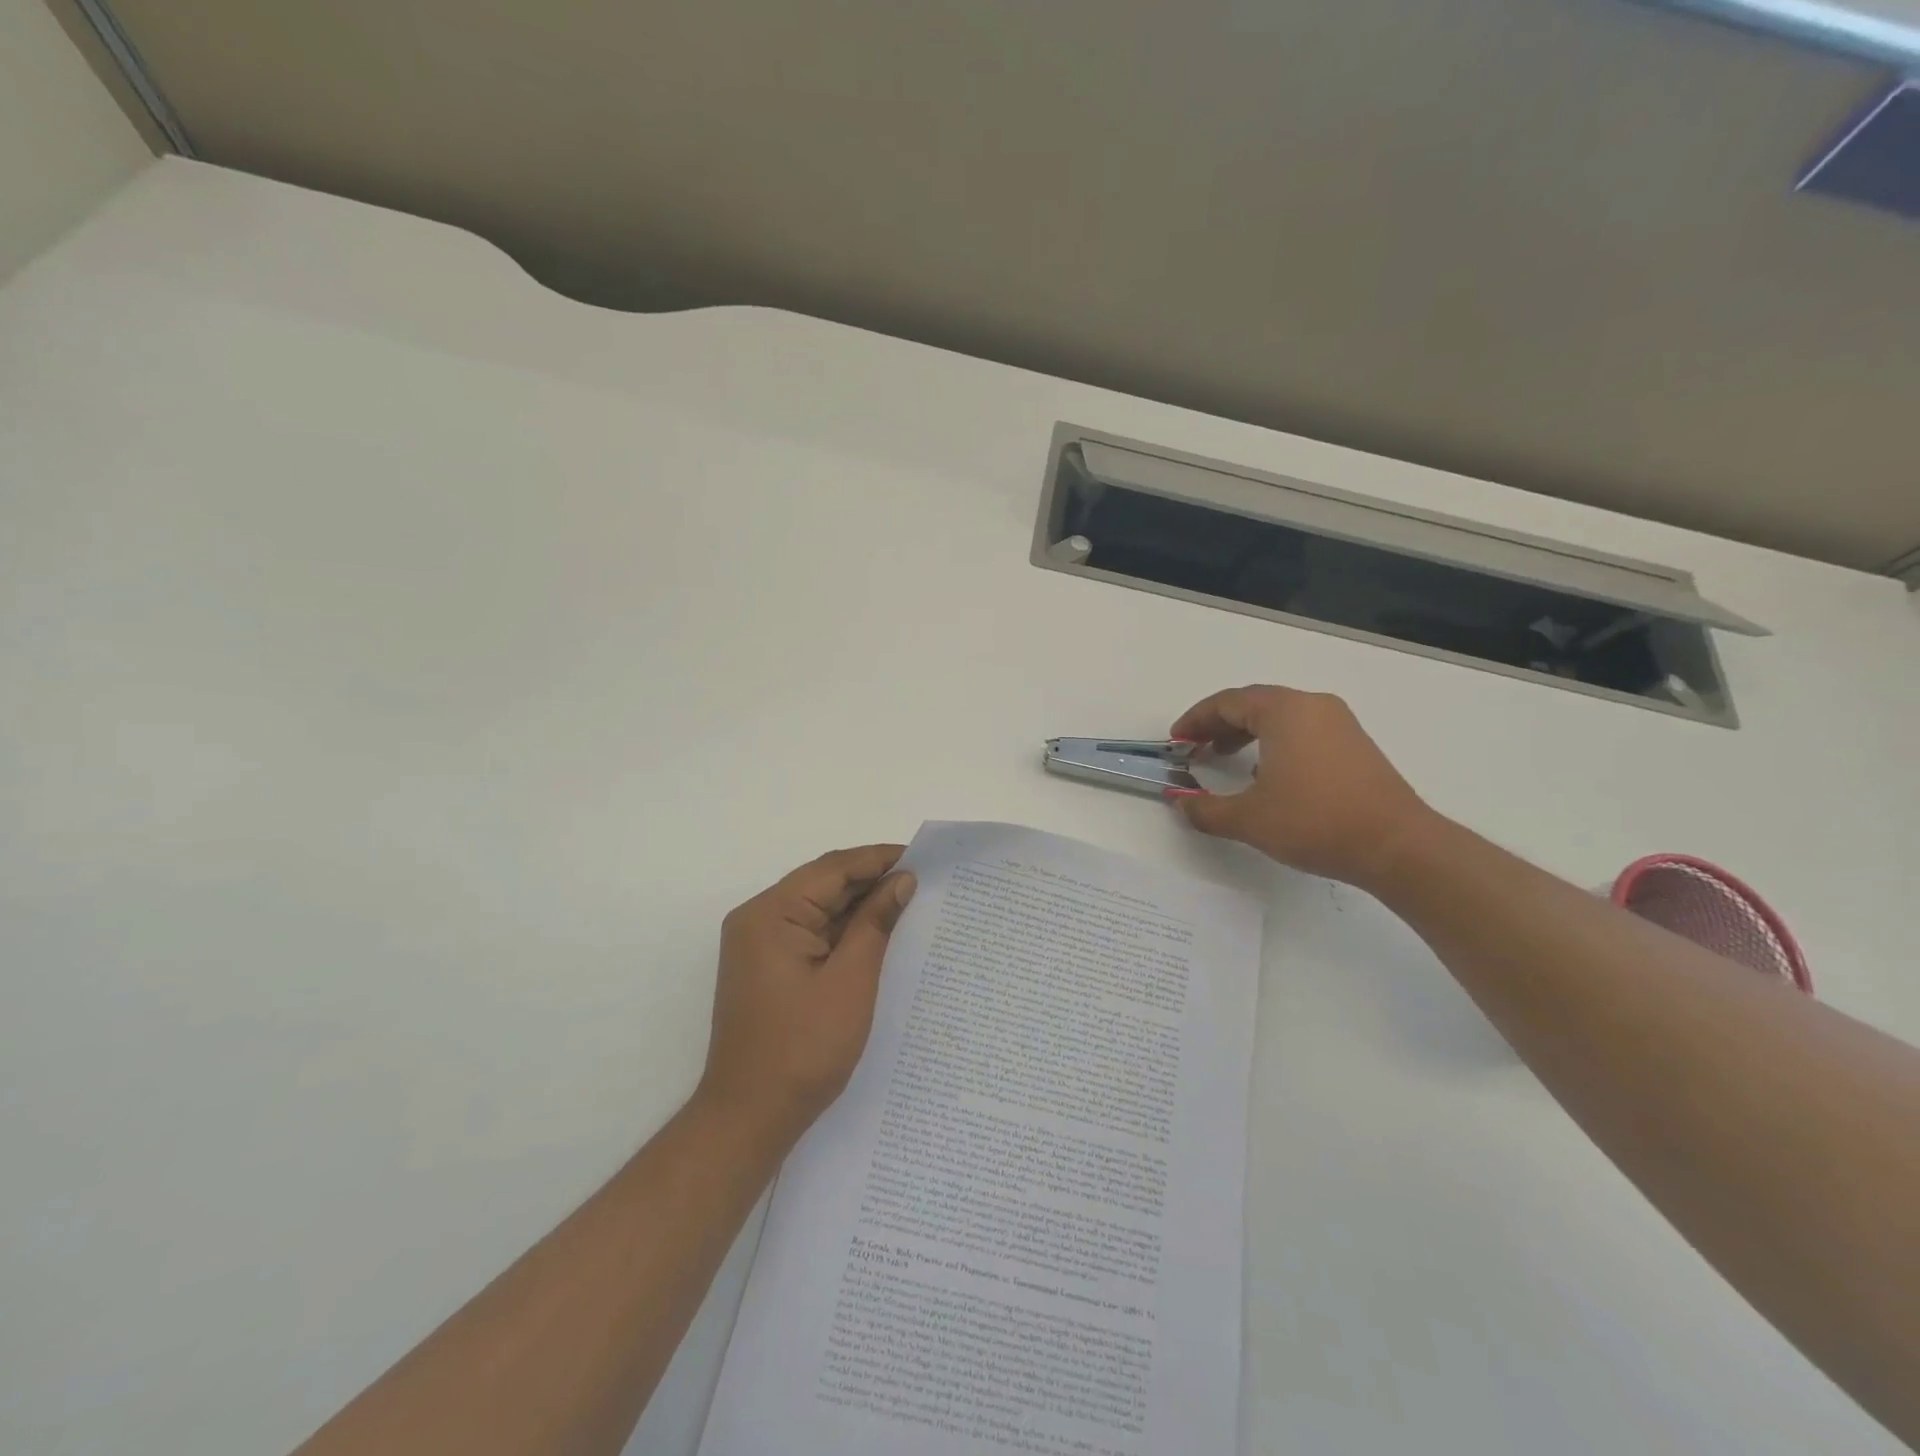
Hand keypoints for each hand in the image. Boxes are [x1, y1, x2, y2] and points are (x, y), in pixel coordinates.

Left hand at [696, 845, 916, 1149]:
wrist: (749, 1119)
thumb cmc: (803, 1049)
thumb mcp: (851, 981)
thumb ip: (876, 923)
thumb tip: (902, 881)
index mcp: (770, 914)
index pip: (832, 869)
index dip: (878, 859)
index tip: (923, 858)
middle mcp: (759, 920)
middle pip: (823, 885)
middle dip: (872, 882)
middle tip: (924, 882)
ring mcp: (760, 946)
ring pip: (819, 910)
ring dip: (860, 908)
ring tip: (911, 904)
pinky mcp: (768, 968)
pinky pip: (812, 935)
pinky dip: (845, 933)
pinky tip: (880, 935)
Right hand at [1169, 685, 1434, 887]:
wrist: (1396, 845)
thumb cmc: (1315, 822)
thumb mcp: (1249, 819)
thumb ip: (1206, 809)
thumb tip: (1180, 802)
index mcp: (1284, 711)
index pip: (1227, 702)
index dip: (1196, 720)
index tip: (1177, 741)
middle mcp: (1312, 706)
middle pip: (1254, 703)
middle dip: (1219, 724)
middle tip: (1195, 749)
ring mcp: (1339, 723)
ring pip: (1280, 716)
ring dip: (1247, 732)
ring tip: (1225, 758)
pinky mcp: (1355, 744)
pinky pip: (1303, 729)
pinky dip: (1274, 741)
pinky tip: (1267, 773)